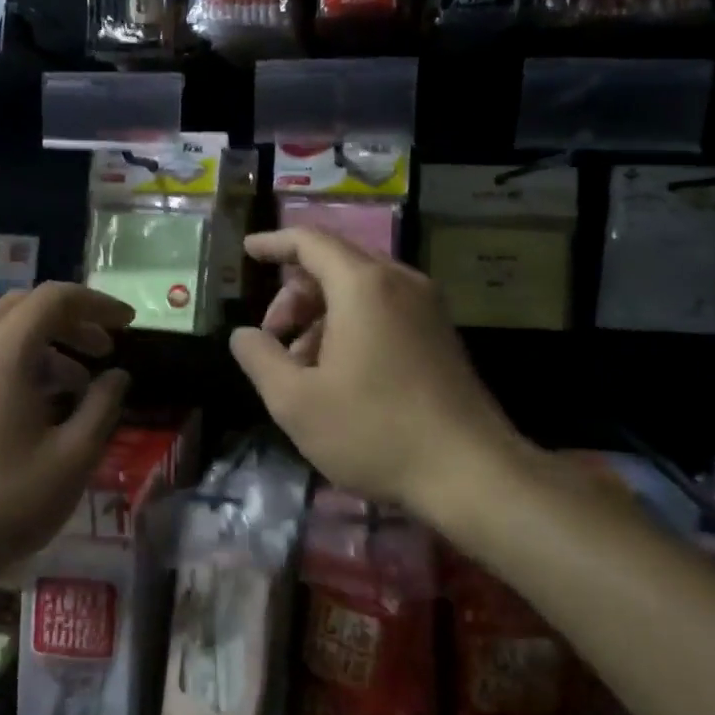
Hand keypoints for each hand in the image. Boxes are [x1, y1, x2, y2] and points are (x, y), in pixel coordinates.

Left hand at [0, 282, 132, 622]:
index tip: (129, 325)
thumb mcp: (72, 457)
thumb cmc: (5, 500)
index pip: (55, 298)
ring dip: (47, 341)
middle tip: (106, 350)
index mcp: (3, 352)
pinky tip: (42, 401)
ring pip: (5, 328)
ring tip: (80, 383)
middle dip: (72, 320)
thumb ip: (102, 406)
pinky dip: (21, 359)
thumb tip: (117, 376)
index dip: (97, 304)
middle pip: (27, 305)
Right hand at [227, 228, 529, 523]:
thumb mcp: (296, 401)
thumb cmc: (374, 430)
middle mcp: (400, 283)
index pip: (310, 241)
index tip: (247, 251)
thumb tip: (243, 334)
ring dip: (321, 315)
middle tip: (273, 338)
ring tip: (302, 367)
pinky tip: (339, 374)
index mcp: (363, 286)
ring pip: (360, 290)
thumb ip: (259, 358)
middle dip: (294, 294)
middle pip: (334, 264)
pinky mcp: (441, 335)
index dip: (273, 243)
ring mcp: (427, 308)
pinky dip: (351, 326)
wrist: (471, 472)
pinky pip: (385, 310)